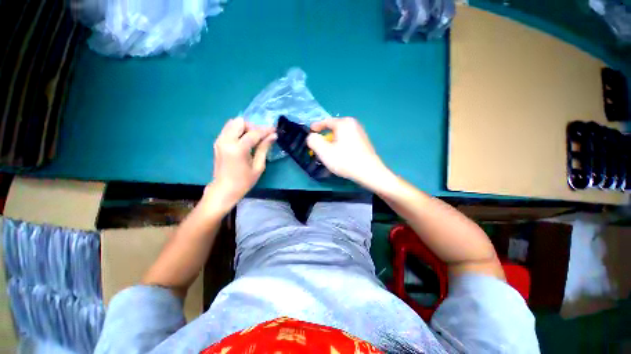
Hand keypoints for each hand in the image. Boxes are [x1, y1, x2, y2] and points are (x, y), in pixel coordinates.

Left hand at [203, 117, 275, 213]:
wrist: (224, 190)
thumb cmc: (244, 181)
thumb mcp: (258, 166)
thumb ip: (264, 148)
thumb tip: (273, 136)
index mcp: (237, 149)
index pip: (253, 133)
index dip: (265, 130)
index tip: (274, 130)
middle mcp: (226, 141)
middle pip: (240, 122)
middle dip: (253, 127)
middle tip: (261, 137)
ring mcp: (219, 141)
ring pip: (233, 123)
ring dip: (245, 127)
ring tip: (253, 138)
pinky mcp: (217, 142)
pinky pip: (228, 129)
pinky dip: (238, 131)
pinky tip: (245, 141)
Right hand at [307, 117, 390, 188]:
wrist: (369, 172)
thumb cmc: (345, 160)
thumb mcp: (324, 152)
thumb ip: (314, 141)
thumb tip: (312, 136)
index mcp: (344, 123)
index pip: (326, 121)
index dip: (316, 126)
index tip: (310, 131)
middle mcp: (353, 124)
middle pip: (334, 128)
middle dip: (325, 136)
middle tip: (319, 145)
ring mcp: (360, 132)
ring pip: (341, 134)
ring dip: (333, 141)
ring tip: (329, 151)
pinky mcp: (364, 141)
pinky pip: (348, 139)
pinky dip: (341, 144)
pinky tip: (340, 154)